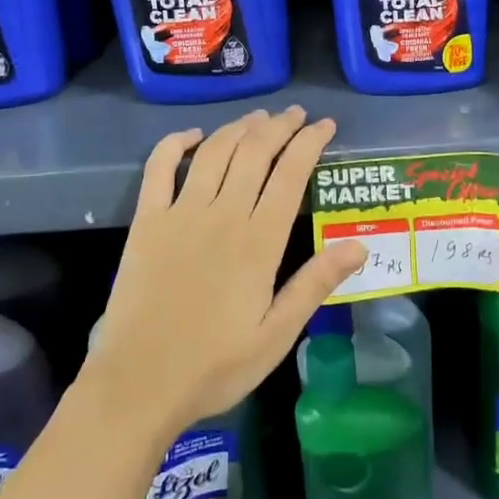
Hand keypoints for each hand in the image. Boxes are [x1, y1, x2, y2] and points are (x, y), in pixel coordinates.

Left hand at [86, 106, 368, 439]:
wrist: (138, 384)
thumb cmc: (214, 366)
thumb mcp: (277, 335)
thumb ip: (315, 285)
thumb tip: (360, 245)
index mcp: (259, 242)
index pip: (291, 174)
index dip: (310, 142)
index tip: (325, 125)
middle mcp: (222, 215)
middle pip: (255, 152)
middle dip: (280, 125)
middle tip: (296, 114)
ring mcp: (180, 214)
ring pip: (215, 151)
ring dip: (239, 127)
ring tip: (259, 117)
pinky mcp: (147, 221)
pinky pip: (159, 168)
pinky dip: (174, 143)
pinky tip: (192, 135)